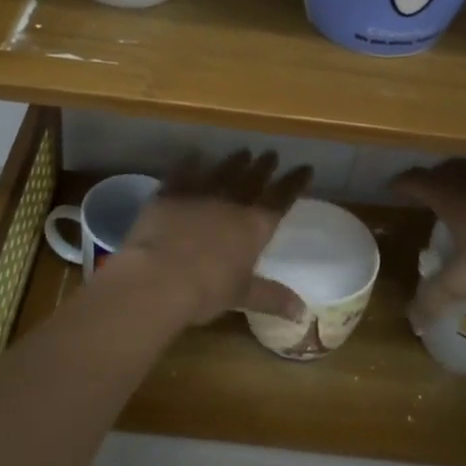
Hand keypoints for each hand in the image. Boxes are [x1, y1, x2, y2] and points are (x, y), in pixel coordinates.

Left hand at [112, 150, 312, 327]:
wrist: (159, 276)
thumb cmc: (207, 289)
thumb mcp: (242, 295)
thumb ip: (272, 298)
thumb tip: (303, 313)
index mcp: (254, 226)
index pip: (281, 199)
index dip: (294, 183)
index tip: (306, 168)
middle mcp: (231, 203)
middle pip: (252, 179)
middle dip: (264, 166)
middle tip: (271, 154)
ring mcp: (199, 193)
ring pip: (222, 171)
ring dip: (234, 161)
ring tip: (243, 151)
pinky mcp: (170, 193)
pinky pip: (183, 172)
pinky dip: (190, 163)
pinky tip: (194, 155)